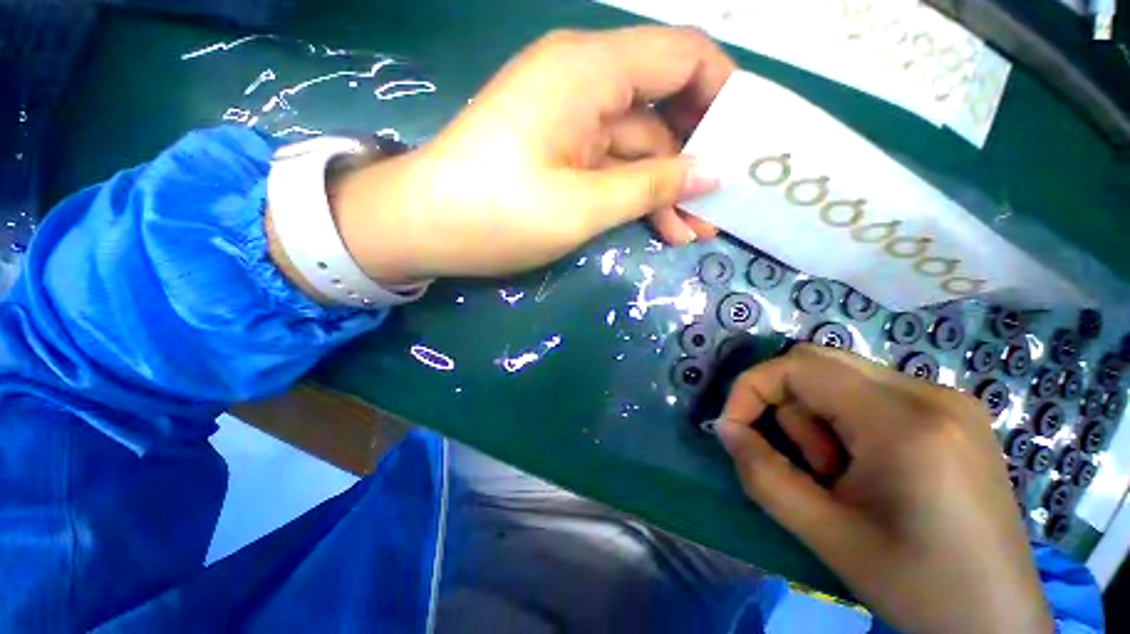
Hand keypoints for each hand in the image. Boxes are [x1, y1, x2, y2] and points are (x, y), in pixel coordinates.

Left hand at [327, 27, 733, 284]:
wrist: (423, 227)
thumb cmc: (497, 214)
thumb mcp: (582, 205)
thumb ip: (651, 185)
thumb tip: (712, 171)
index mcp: (589, 72)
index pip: (682, 56)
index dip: (722, 94)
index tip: (745, 142)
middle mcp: (583, 83)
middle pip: (663, 107)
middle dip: (696, 158)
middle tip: (722, 203)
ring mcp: (570, 121)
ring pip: (638, 147)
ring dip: (667, 188)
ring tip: (695, 231)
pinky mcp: (559, 152)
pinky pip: (612, 166)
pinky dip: (637, 194)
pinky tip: (660, 228)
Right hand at [715, 345, 1051, 633]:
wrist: (995, 620)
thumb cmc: (916, 586)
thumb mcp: (825, 535)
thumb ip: (761, 474)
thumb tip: (724, 428)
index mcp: (906, 422)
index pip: (799, 365)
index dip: (751, 388)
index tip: (734, 428)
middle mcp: (931, 393)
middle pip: (818, 362)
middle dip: (787, 405)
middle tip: (808, 464)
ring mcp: (948, 399)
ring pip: (841, 376)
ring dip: (819, 417)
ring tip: (843, 474)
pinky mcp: (952, 412)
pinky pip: (869, 392)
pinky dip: (845, 420)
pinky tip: (869, 467)